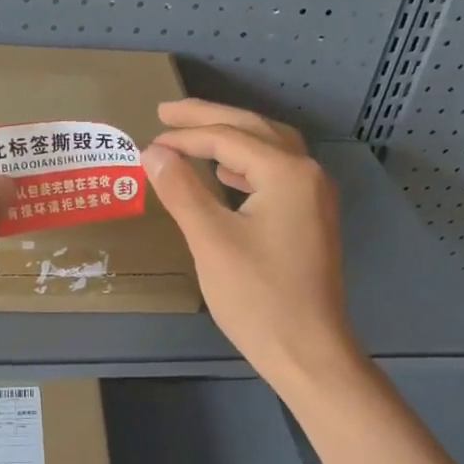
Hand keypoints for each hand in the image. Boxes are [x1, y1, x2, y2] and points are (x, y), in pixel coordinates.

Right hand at [143, 99, 360, 395]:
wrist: (309, 351)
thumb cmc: (258, 297)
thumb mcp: (211, 240)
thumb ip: (181, 190)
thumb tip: (153, 152)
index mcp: (288, 172)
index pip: (229, 138)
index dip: (185, 136)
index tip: (148, 140)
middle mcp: (308, 174)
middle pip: (254, 130)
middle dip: (209, 119)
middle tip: (167, 112)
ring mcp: (315, 197)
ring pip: (269, 148)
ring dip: (230, 137)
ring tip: (192, 137)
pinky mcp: (311, 219)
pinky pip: (276, 173)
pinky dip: (246, 164)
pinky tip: (226, 174)